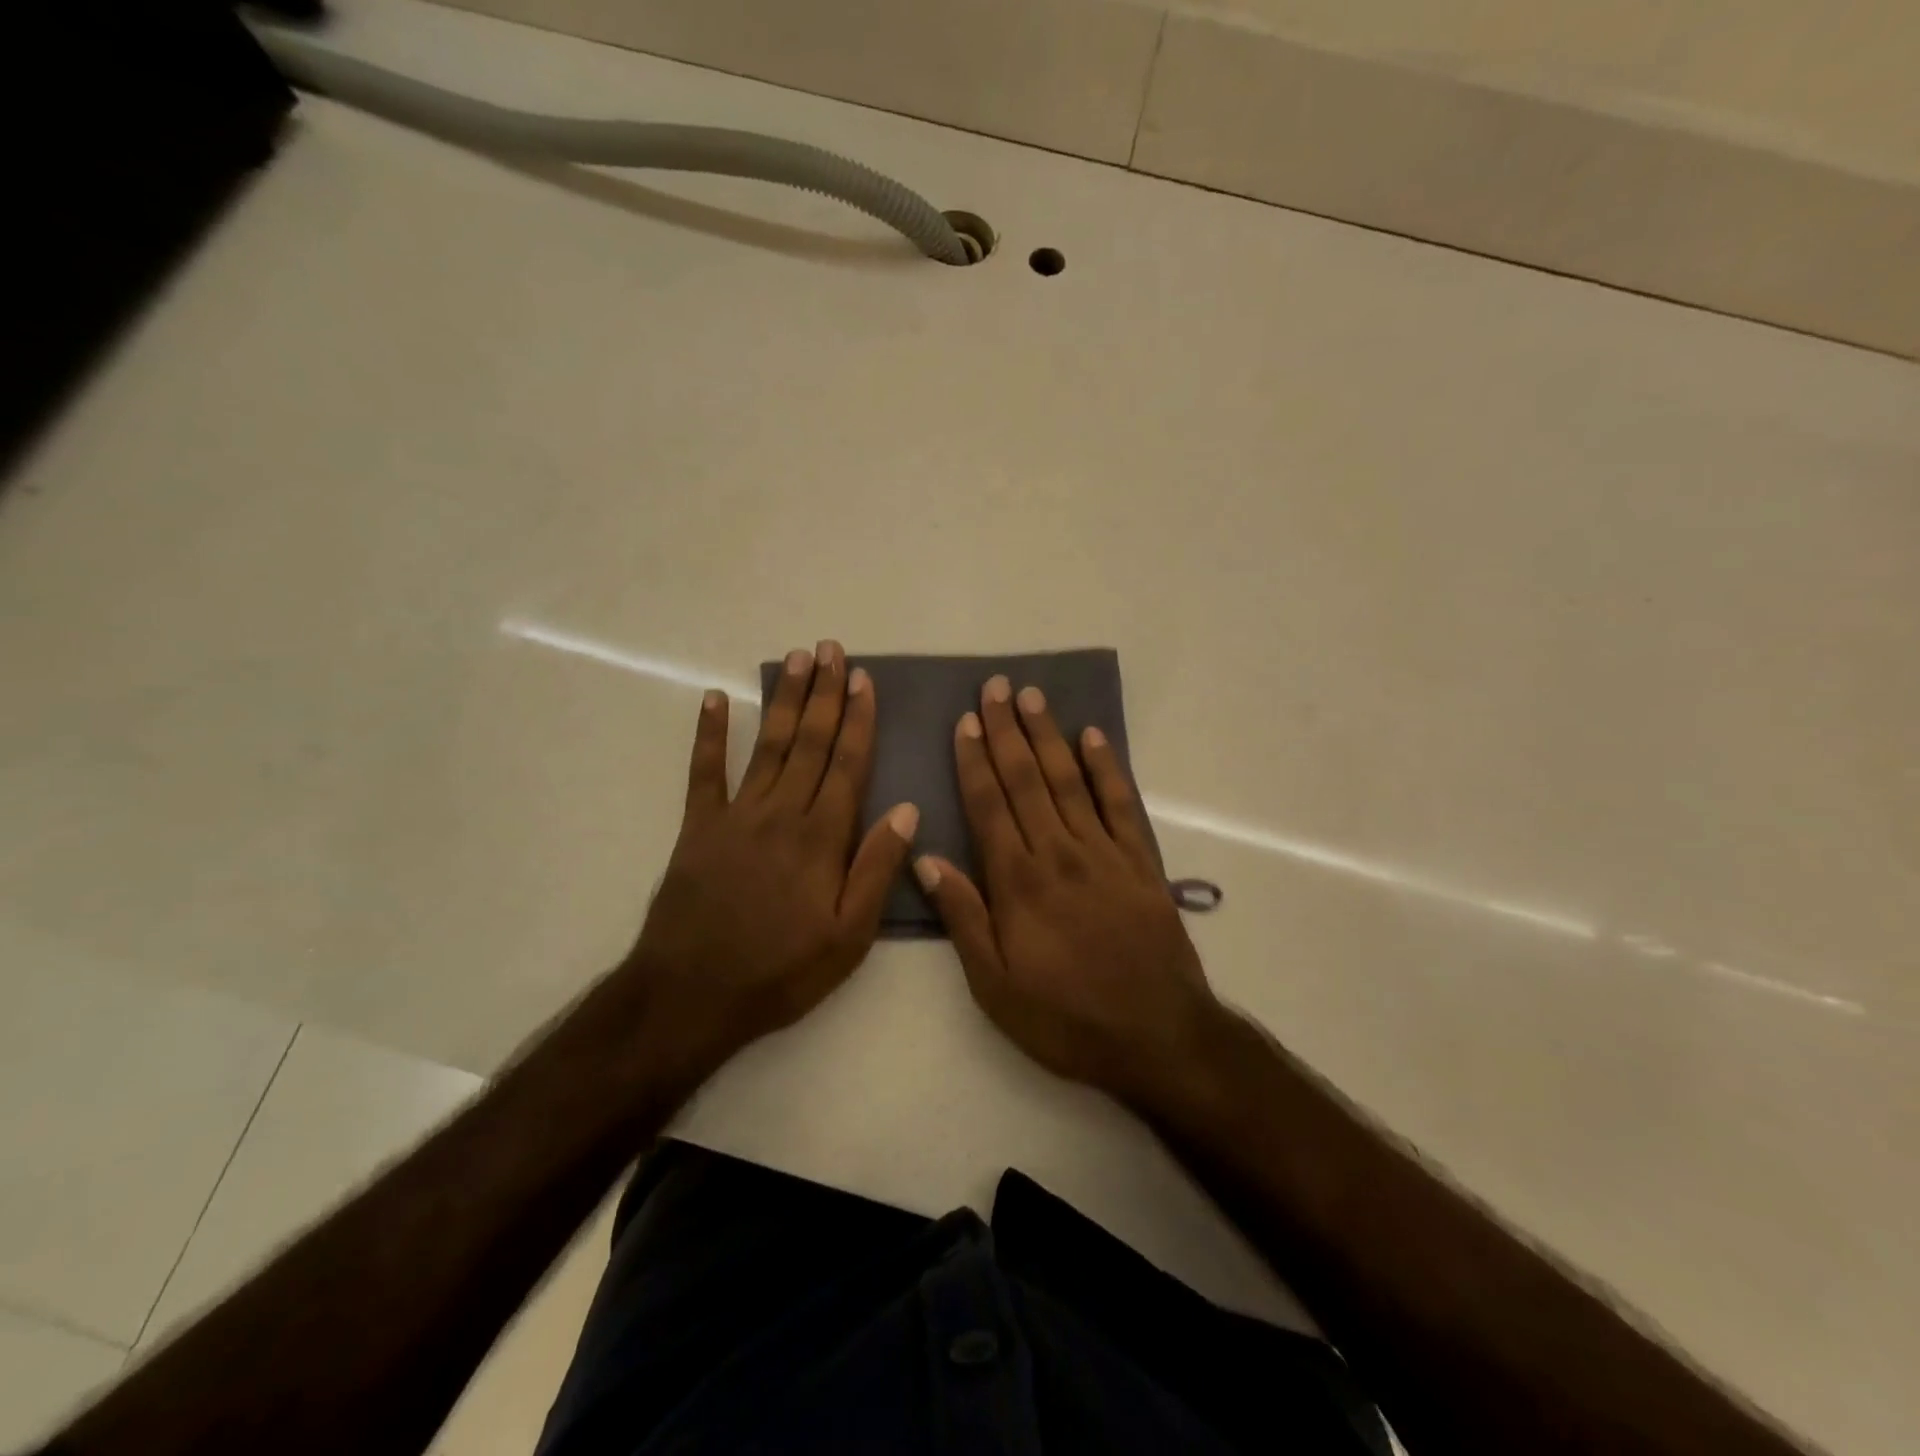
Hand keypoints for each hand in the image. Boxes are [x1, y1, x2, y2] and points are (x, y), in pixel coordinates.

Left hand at [621, 640, 918, 1078]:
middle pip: (809, 742)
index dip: (858, 720)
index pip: (847, 764)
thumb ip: (877, 870)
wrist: (691, 995)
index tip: (864, 680)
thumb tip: (908, 811)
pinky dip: (710, 734)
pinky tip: (715, 700)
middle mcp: (781, 813)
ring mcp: (736, 816)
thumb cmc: (781, 971)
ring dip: (784, 700)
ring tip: (796, 659)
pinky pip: (704, 772)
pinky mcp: (698, 828)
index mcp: (821, 838)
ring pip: (768, 745)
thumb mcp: (848, 937)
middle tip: (831, 650)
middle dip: (824, 693)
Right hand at [912, 675, 1223, 1106]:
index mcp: (1019, 882)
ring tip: (1033, 698)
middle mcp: (1059, 853)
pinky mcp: (1141, 862)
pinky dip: (1107, 768)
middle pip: (1028, 780)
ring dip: (1050, 736)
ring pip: (1070, 781)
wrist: (1157, 1036)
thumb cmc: (1065, 1017)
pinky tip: (1094, 737)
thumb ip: (963, 917)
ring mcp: (1104, 853)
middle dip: (1008, 732)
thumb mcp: (995, 985)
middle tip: (996, 688)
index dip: (975, 761)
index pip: (989, 806)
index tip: (965, 722)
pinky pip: (1121, 804)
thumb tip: (927, 857)